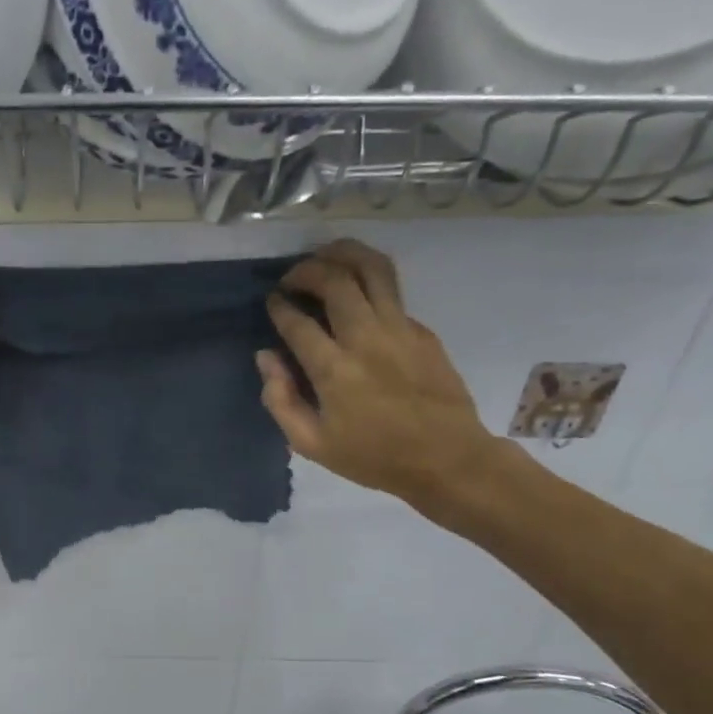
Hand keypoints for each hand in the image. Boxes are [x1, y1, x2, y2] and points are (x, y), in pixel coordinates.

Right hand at [258, 240, 504, 510]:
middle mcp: (366, 338)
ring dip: (343, 254)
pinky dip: (368, 283)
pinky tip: (357, 295)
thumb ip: (280, 400)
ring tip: (324, 257)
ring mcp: (399, 329)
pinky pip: (392, 292)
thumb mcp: (311, 444)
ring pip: (372, 269)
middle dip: (306, 270)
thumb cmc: (373, 457)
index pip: (297, 321)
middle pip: (335, 279)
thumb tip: (266, 357)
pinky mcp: (422, 330)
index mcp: (334, 370)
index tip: (272, 302)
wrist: (446, 459)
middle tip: (291, 278)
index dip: (279, 306)